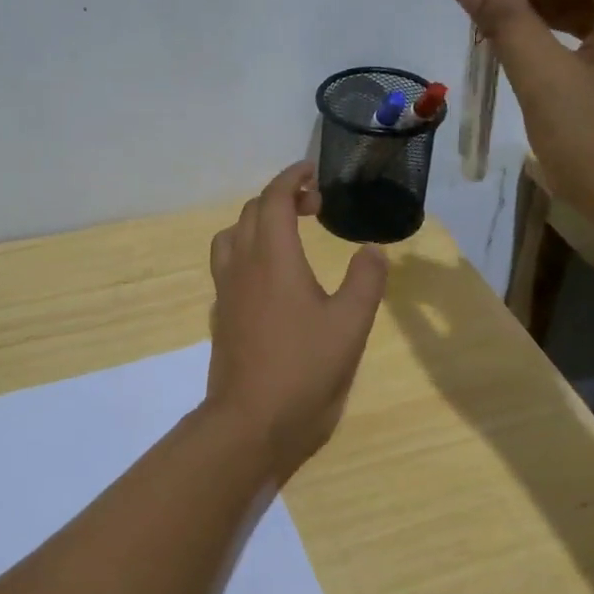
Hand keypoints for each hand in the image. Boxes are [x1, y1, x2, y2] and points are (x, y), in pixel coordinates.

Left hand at [205, 162, 388, 479]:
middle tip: (313, 205)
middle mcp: (243, 265)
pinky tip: (269, 276)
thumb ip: (365, 280)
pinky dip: (246, 250)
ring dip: (256, 221)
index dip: (292, 178)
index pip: (274, 199)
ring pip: (231, 236)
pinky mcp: (222, 314)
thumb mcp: (350, 325)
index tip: (312, 172)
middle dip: (280, 197)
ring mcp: (227, 291)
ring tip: (287, 233)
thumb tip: (371, 249)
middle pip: (251, 212)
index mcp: (274, 258)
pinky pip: (227, 264)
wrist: (250, 422)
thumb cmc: (304, 369)